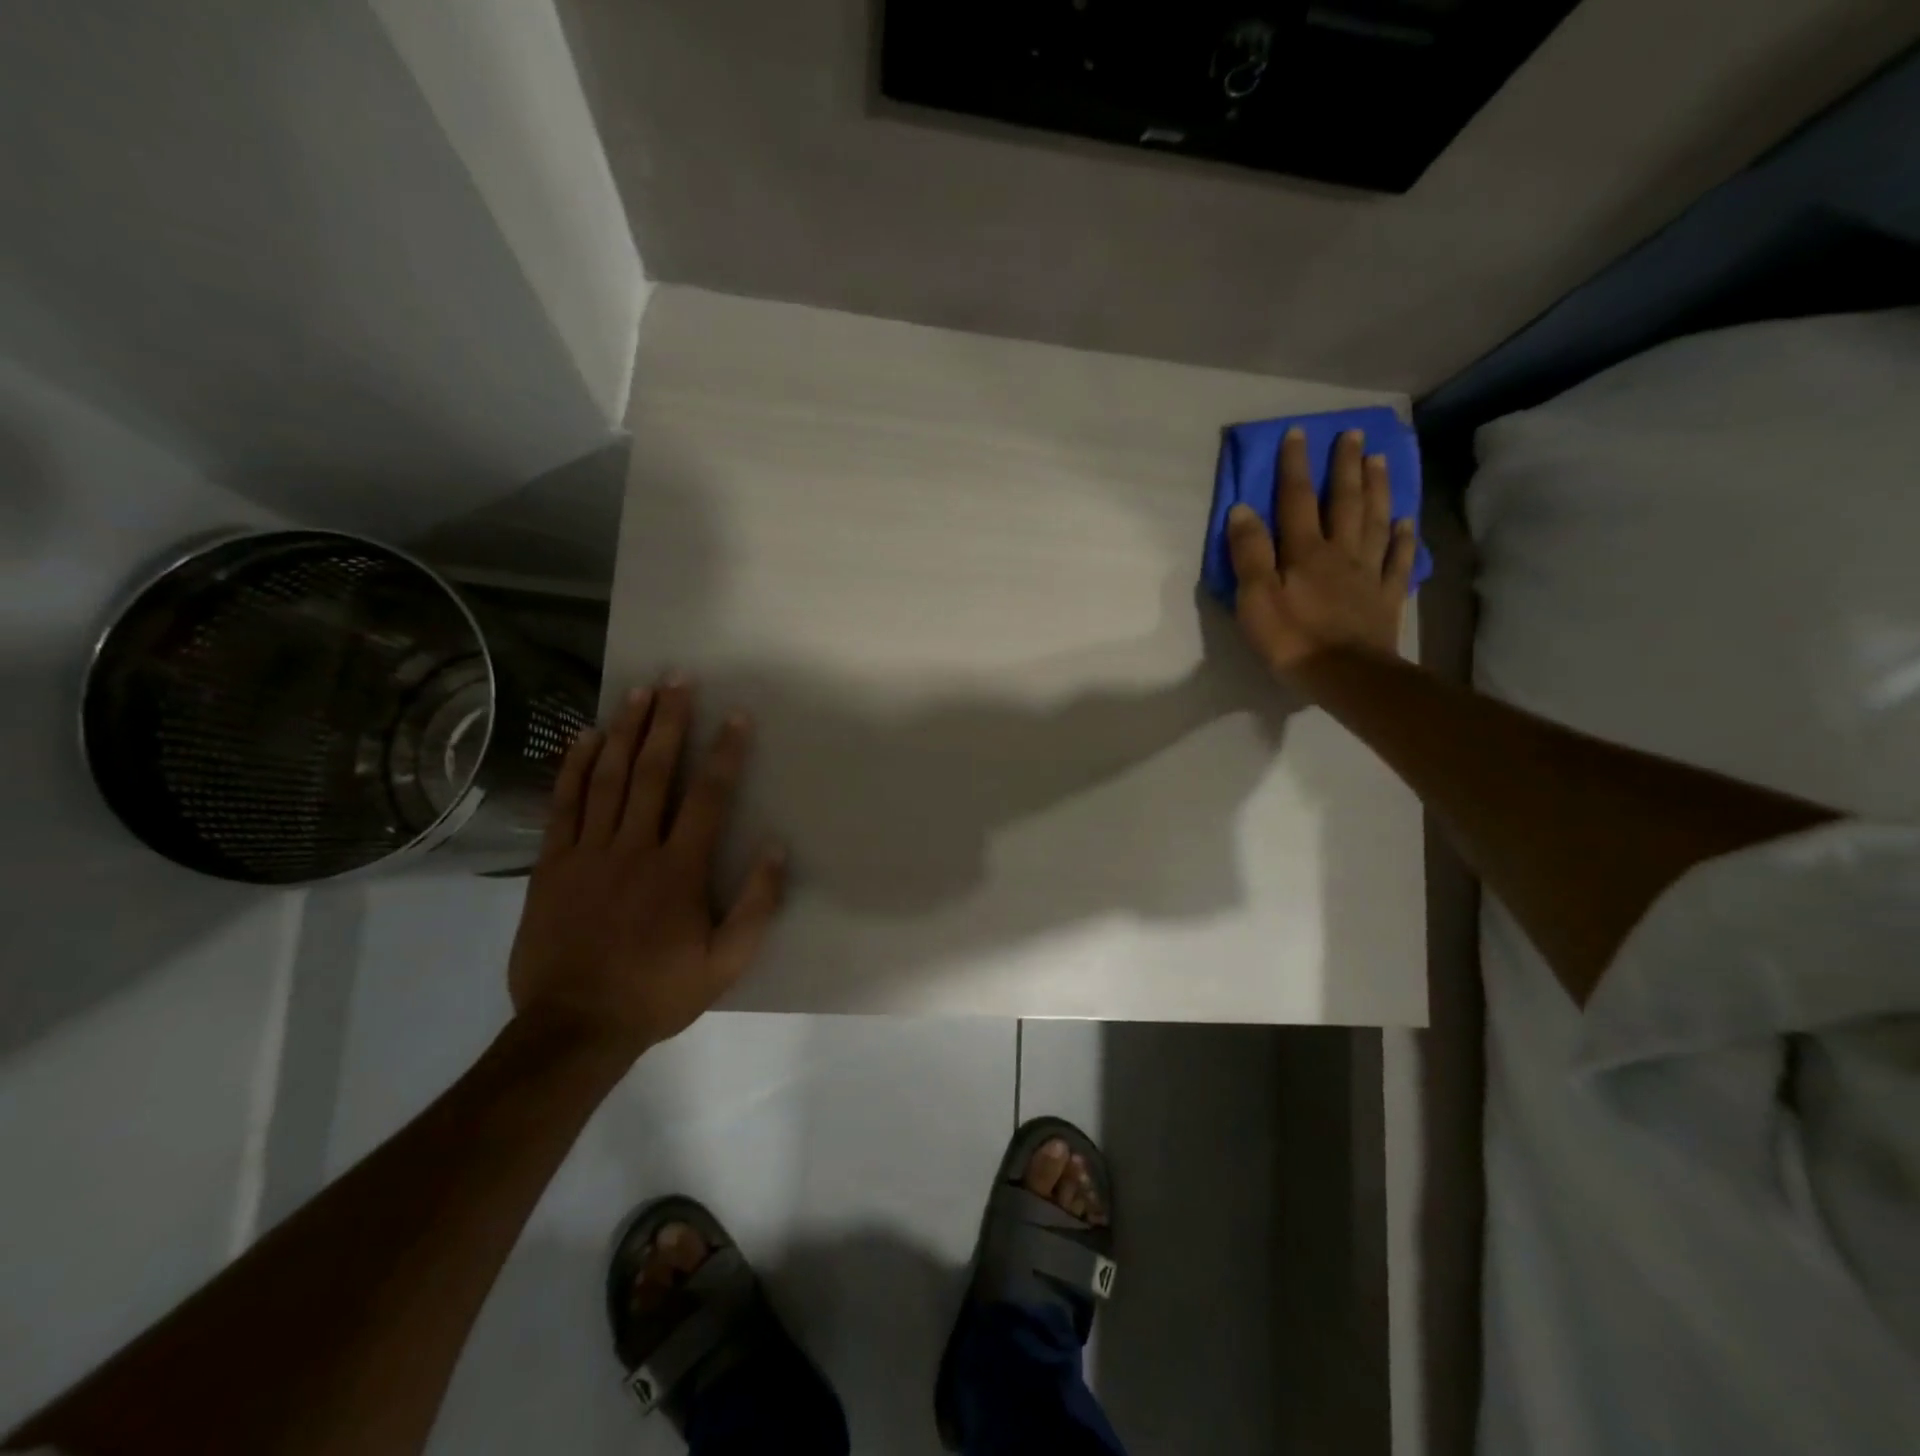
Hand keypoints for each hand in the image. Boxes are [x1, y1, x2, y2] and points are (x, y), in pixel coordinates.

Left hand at [507, 677, 786, 1060]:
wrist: (574, 1026)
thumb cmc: (657, 992)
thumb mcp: (725, 963)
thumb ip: (756, 906)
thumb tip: (777, 849)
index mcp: (679, 870)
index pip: (708, 797)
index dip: (725, 753)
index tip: (736, 716)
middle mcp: (635, 847)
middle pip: (655, 772)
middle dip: (669, 721)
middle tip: (678, 679)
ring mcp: (589, 852)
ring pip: (609, 778)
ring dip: (626, 731)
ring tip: (638, 692)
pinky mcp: (553, 864)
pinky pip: (564, 804)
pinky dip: (575, 767)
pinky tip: (586, 737)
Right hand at [1227, 427, 1416, 676]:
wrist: (1346, 675)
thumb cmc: (1292, 639)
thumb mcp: (1255, 597)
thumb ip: (1249, 553)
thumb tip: (1243, 509)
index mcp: (1305, 551)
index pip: (1297, 499)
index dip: (1295, 466)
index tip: (1298, 433)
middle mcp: (1340, 552)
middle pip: (1345, 501)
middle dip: (1345, 466)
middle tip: (1353, 434)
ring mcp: (1368, 573)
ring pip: (1375, 521)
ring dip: (1377, 488)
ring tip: (1380, 460)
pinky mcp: (1385, 596)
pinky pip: (1398, 559)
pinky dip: (1404, 537)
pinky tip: (1407, 521)